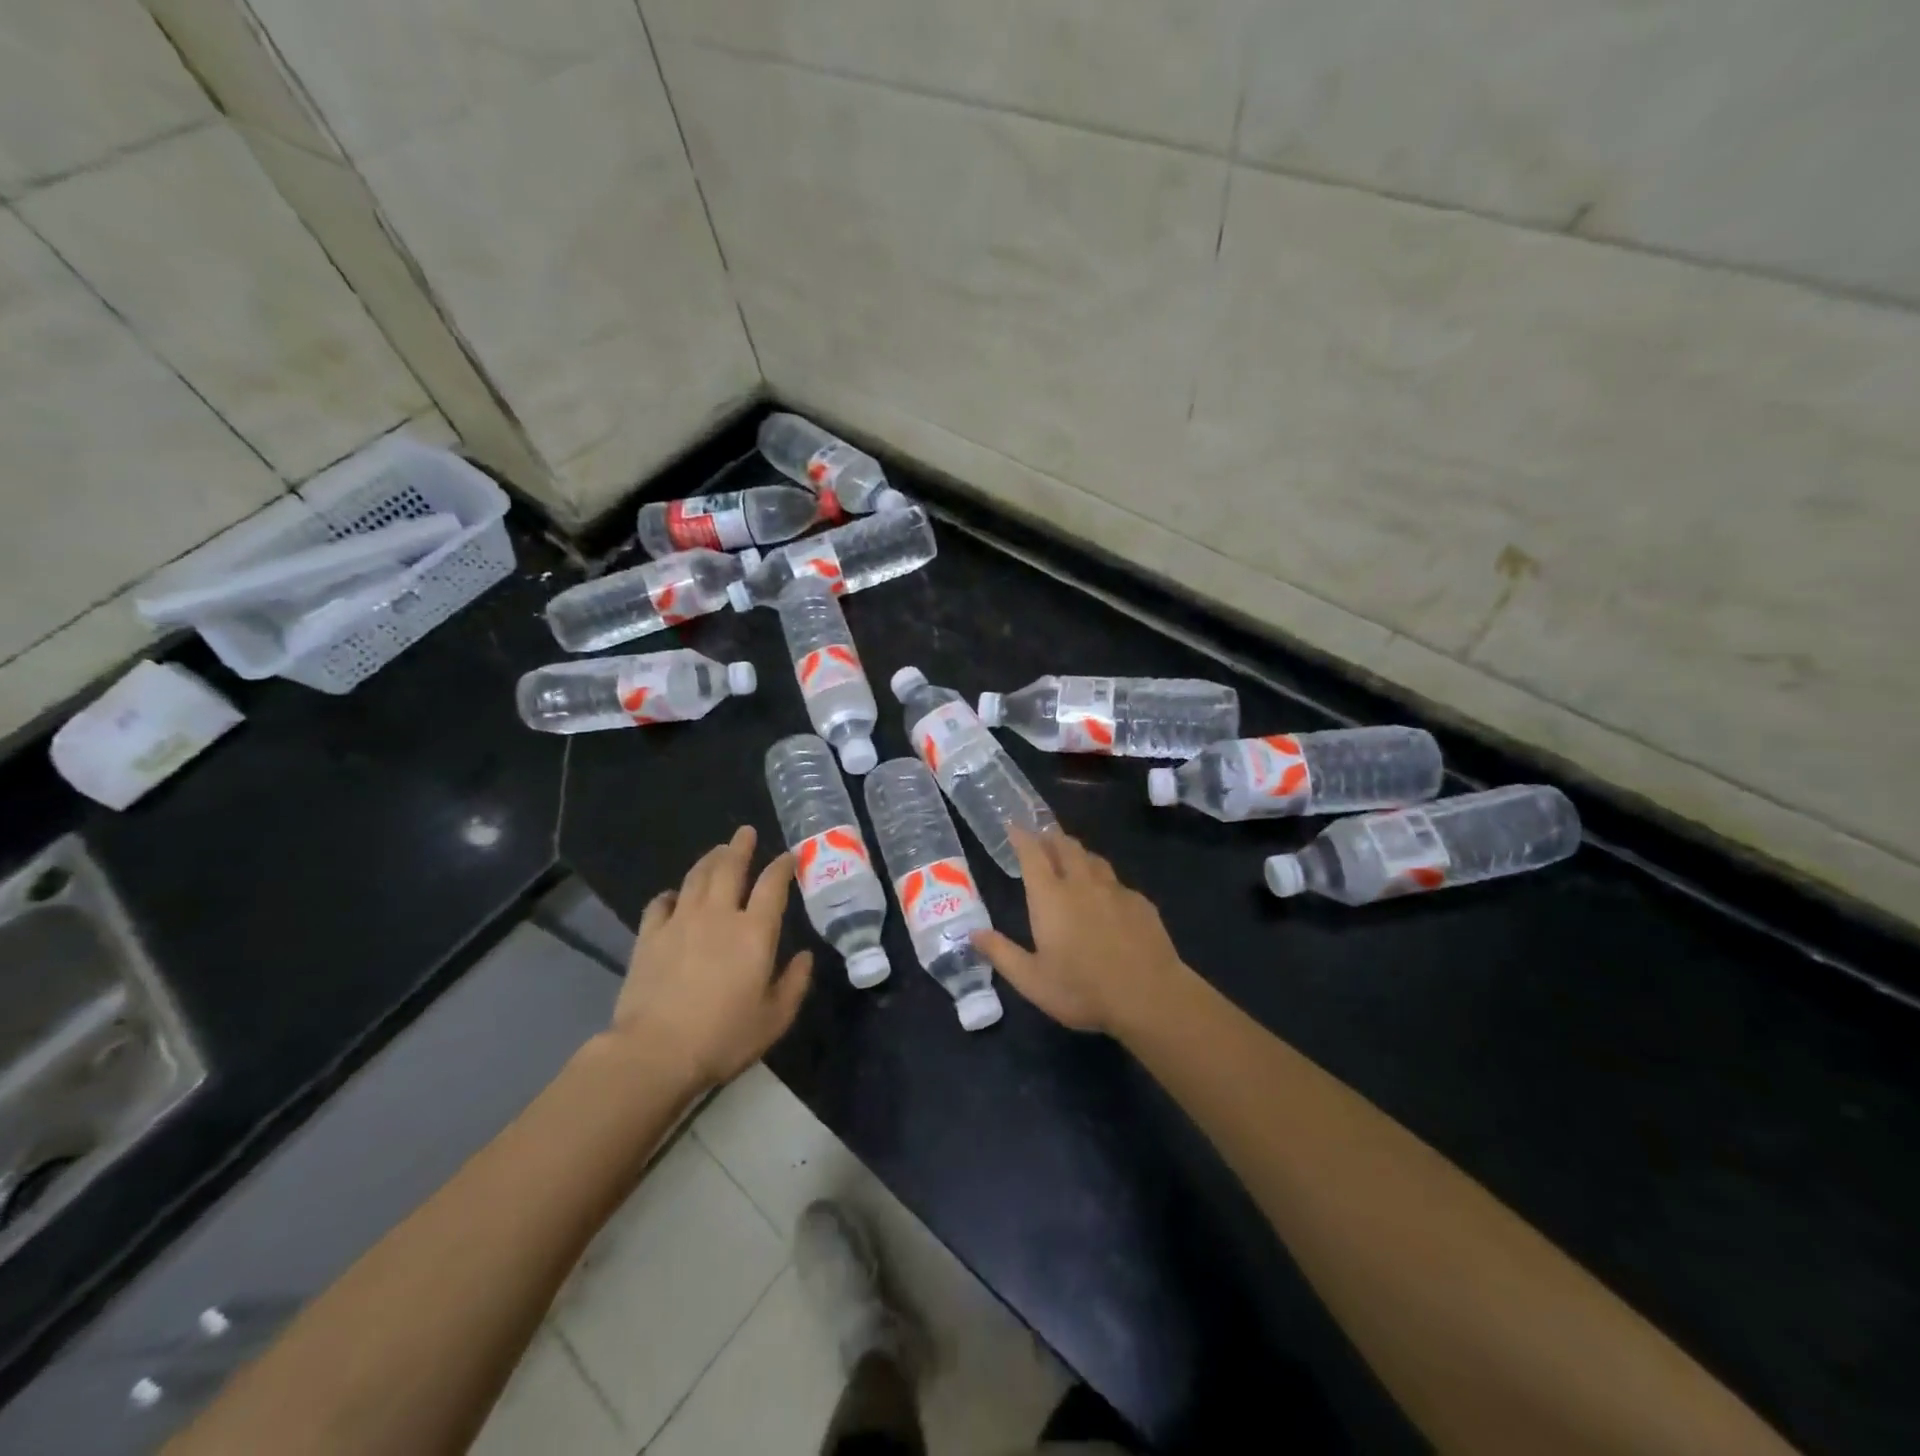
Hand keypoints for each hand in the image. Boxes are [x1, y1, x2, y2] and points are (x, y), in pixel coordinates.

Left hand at [611, 826, 812, 1090]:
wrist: (656, 1052)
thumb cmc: (724, 1037)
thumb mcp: (775, 1018)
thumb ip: (794, 983)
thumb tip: (805, 957)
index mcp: (755, 932)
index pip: (772, 885)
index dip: (782, 866)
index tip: (789, 856)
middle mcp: (719, 915)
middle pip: (730, 868)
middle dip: (741, 847)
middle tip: (746, 832)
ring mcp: (680, 922)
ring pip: (696, 877)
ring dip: (710, 860)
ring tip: (718, 851)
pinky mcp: (649, 937)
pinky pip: (660, 903)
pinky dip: (671, 894)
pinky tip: (675, 896)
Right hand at [973, 826, 1189, 1035]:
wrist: (1149, 996)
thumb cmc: (1082, 989)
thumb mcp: (1032, 981)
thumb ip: (1001, 953)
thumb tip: (973, 932)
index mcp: (1051, 897)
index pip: (1032, 855)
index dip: (1022, 837)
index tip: (1014, 825)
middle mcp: (1082, 884)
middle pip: (1065, 847)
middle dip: (1051, 837)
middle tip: (1042, 835)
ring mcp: (1115, 890)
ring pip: (1093, 859)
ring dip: (1078, 853)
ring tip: (1071, 856)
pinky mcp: (1140, 903)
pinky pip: (1117, 881)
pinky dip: (1104, 879)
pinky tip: (1106, 894)